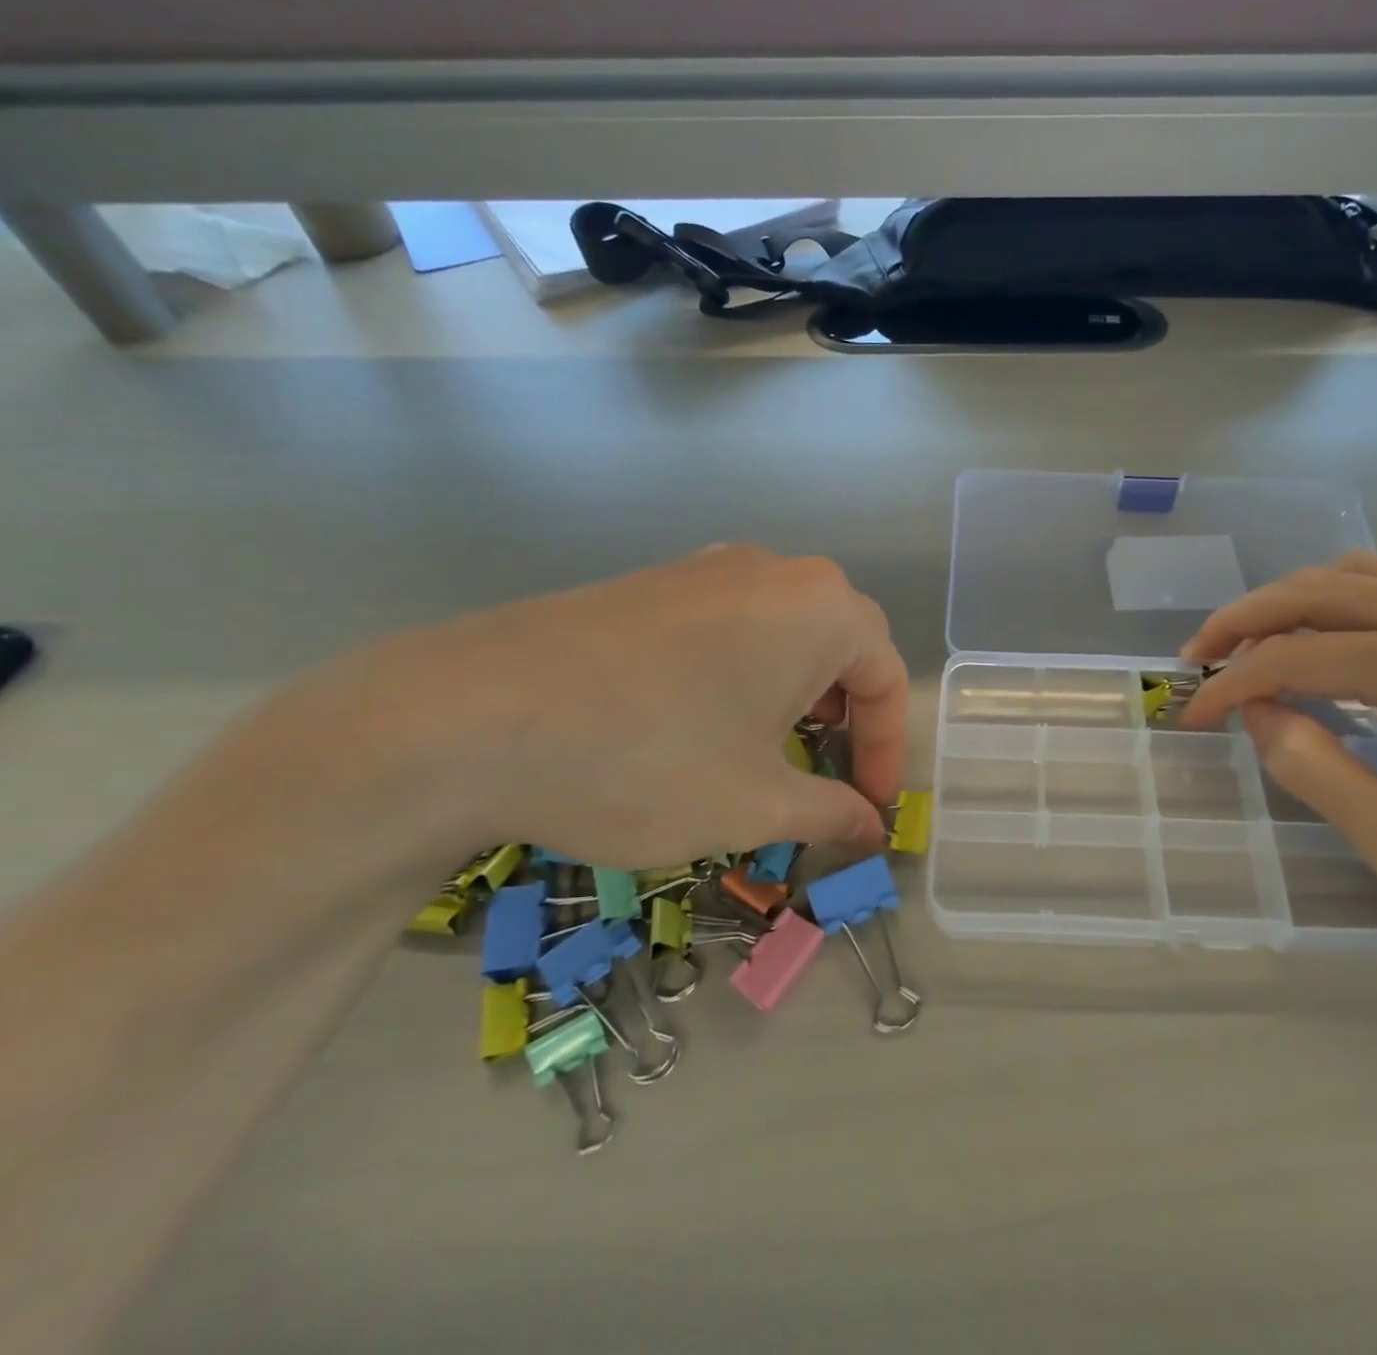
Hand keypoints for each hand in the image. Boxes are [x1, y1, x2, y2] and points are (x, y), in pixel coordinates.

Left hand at [317, 545, 908, 871]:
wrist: (467, 718)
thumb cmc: (648, 761)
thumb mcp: (755, 804)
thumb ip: (831, 814)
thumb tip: (870, 830)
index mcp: (820, 608)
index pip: (885, 676)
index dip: (888, 749)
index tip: (870, 807)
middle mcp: (773, 570)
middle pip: (840, 644)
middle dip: (847, 716)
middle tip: (827, 775)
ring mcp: (706, 568)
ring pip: (784, 631)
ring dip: (796, 694)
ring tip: (769, 752)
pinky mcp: (653, 582)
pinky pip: (730, 624)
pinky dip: (743, 673)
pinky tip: (702, 721)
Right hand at [1180, 552, 1376, 993]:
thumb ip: (1315, 770)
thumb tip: (1257, 713)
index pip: (1299, 655)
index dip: (1232, 683)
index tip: (1191, 718)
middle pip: (1321, 591)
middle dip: (1244, 621)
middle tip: (1197, 662)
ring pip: (1358, 577)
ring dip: (1288, 607)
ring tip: (1247, 652)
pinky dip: (1337, 608)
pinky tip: (1321, 648)